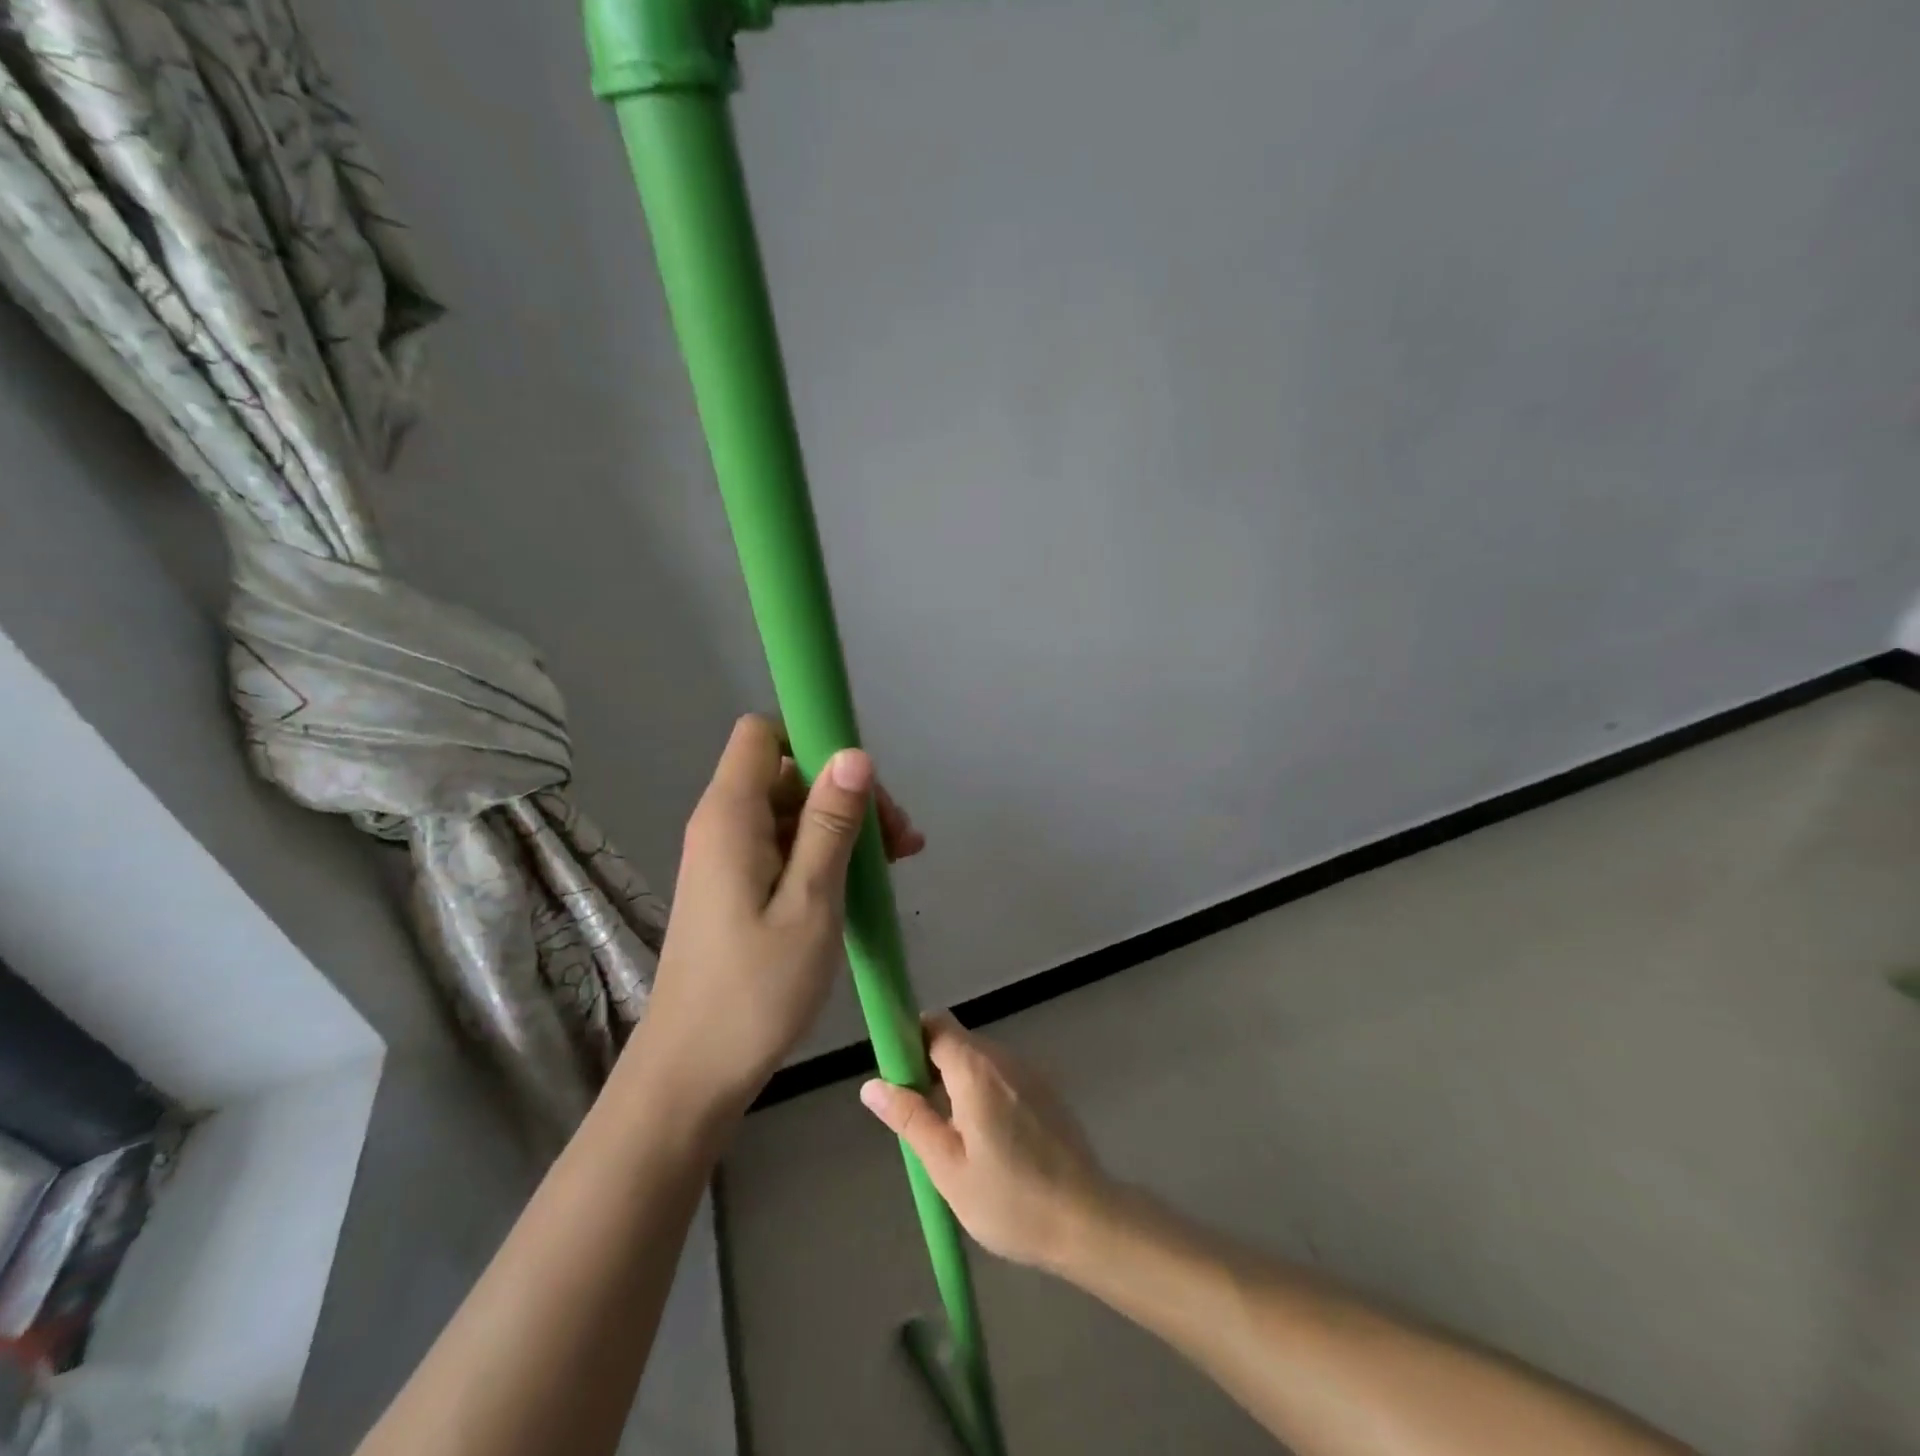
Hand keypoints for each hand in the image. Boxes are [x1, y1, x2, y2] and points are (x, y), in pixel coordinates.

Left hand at [632, 715, 922, 1117]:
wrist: (694, 1072)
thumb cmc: (756, 990)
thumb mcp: (810, 903)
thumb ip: (830, 824)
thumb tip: (854, 753)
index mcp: (731, 816)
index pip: (763, 734)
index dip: (812, 739)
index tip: (862, 781)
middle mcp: (723, 824)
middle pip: (789, 772)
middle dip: (846, 792)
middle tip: (899, 841)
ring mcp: (729, 857)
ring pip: (793, 811)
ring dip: (845, 827)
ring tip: (896, 865)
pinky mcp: (737, 886)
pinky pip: (786, 846)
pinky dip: (826, 853)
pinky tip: (865, 883)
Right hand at [860, 1015, 1112, 1270]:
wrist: (1088, 1220)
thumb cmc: (1010, 1199)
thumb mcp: (948, 1167)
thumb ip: (911, 1119)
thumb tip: (872, 1084)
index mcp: (975, 1068)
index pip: (934, 1024)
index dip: (910, 1041)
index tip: (899, 1079)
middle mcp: (1003, 1058)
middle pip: (956, 1042)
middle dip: (930, 1069)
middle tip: (921, 1122)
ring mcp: (1029, 1072)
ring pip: (979, 1061)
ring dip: (958, 1085)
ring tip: (954, 1141)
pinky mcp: (1046, 1091)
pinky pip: (1002, 1077)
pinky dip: (985, 1094)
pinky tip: (989, 1143)